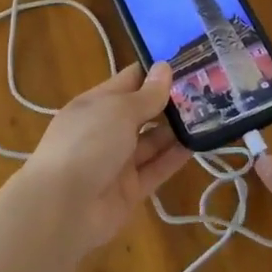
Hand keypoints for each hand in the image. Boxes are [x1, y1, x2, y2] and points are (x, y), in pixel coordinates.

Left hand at [24, 62, 190, 252]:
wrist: (62, 208)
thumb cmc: (87, 143)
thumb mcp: (119, 111)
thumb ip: (146, 94)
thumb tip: (164, 68)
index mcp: (96, 103)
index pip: (130, 80)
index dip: (156, 72)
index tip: (189, 62)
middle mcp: (107, 129)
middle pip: (143, 111)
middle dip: (170, 101)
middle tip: (207, 90)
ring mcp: (117, 161)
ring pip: (152, 141)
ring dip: (176, 129)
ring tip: (209, 115)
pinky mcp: (130, 190)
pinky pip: (156, 169)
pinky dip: (174, 157)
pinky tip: (198, 144)